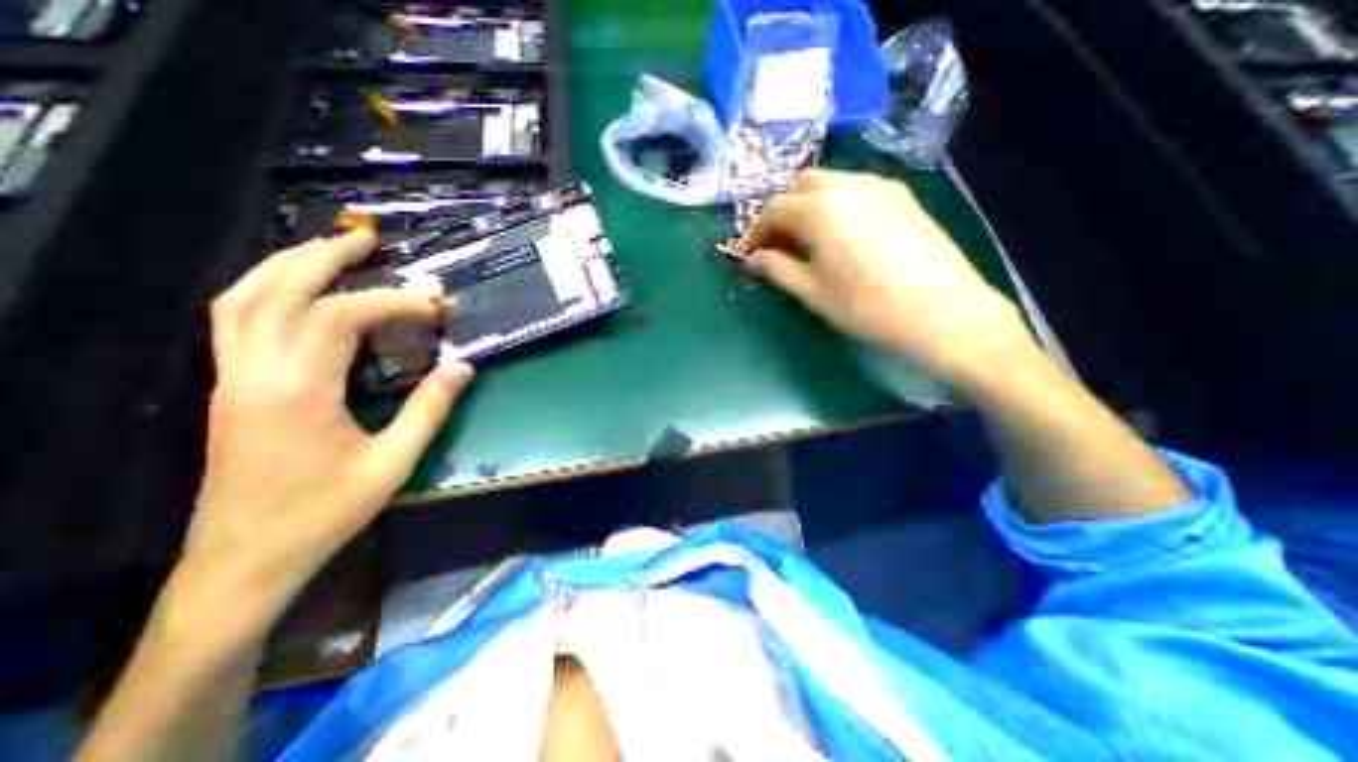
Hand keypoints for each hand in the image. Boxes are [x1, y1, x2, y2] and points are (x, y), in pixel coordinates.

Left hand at [180, 233, 475, 624]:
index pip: (342, 316)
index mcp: (297, 389)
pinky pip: (236, 320)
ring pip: (242, 299)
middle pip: (277, 290)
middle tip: (367, 239)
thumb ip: (430, 408)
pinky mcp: (229, 388)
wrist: (245, 559)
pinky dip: (266, 291)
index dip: (393, 302)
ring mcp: (232, 378)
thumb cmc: (325, 512)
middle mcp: (253, 372)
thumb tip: (463, 366)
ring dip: (286, 266)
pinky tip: (298, 293)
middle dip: (323, 257)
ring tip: (330, 251)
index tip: (434, 307)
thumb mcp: (394, 462)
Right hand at [740, 167, 1035, 389]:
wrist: (942, 312)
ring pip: (831, 184)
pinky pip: (857, 191)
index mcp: (819, 209)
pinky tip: (842, 236)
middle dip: (783, 213)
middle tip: (779, 246)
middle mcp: (848, 185)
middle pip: (800, 186)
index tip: (750, 255)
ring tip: (808, 242)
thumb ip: (777, 269)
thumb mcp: (812, 292)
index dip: (756, 233)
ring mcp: (880, 186)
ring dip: (810, 207)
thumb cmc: (866, 307)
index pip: (773, 210)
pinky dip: (838, 206)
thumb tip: (755, 259)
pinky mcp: (903, 197)